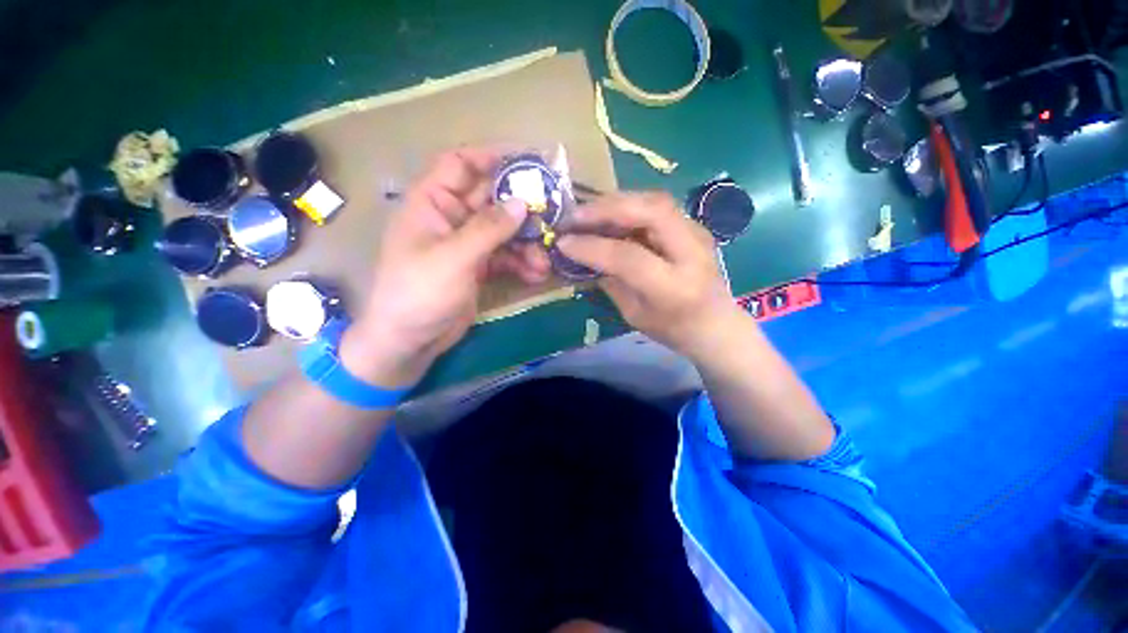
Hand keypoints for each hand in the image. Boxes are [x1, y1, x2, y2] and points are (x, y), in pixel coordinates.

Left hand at [341, 148, 549, 386]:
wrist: (410, 340)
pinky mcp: (478, 267)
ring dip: (526, 244)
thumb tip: (521, 203)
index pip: (461, 164)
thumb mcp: (453, 258)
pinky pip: (505, 256)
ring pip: (504, 232)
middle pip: (491, 199)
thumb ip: (488, 229)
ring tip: (544, 261)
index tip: (528, 159)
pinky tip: (536, 275)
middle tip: (553, 213)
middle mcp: (451, 218)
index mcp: (432, 203)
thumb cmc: (419, 293)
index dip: (492, 156)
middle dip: (521, 208)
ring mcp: (466, 244)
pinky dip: (521, 263)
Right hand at [557, 192, 745, 358]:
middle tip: (575, 216)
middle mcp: (691, 252)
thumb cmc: (672, 328)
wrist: (716, 324)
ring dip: (616, 203)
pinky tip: (610, 215)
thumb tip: (583, 254)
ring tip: (587, 213)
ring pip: (654, 201)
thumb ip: (610, 281)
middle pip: (650, 212)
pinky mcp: (693, 226)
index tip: (563, 242)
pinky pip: (656, 206)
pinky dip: (628, 206)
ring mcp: (697, 233)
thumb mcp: (634, 314)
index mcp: (674, 287)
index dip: (593, 247)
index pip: (629, 257)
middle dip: (607, 208)